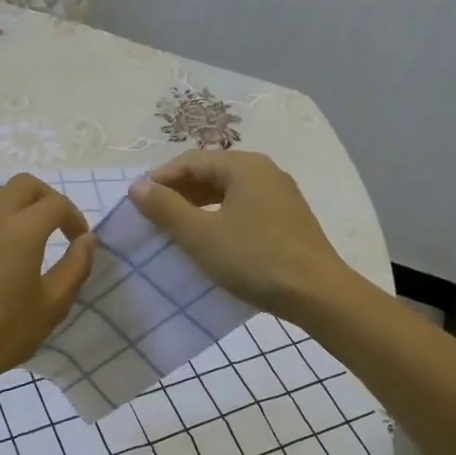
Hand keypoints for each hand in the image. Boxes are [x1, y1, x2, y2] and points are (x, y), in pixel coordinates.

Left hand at [0, 174, 95, 398]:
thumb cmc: (3, 332)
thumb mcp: (53, 305)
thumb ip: (76, 266)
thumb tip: (87, 240)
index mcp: (21, 230)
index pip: (56, 204)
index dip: (74, 217)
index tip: (80, 241)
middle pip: (24, 185)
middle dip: (47, 199)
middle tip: (58, 228)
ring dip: (20, 206)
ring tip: (30, 239)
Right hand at [126, 151, 353, 320]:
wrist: (318, 294)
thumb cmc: (254, 259)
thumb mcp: (201, 235)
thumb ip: (166, 208)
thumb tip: (137, 186)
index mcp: (244, 166)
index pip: (191, 161)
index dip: (160, 179)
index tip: (137, 202)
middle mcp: (265, 172)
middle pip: (211, 173)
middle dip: (179, 192)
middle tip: (154, 217)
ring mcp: (281, 196)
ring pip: (229, 192)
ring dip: (199, 206)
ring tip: (177, 230)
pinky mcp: (289, 220)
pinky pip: (245, 208)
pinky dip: (221, 218)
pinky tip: (211, 241)